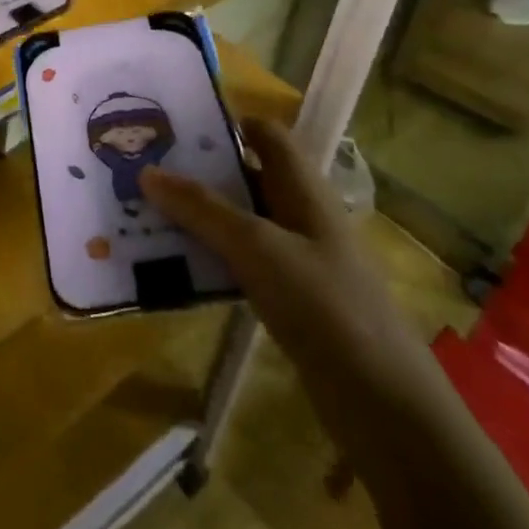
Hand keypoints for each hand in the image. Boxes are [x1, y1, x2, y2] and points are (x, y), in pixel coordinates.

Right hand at [140, 118, 439, 447]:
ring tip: (145, 212)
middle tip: (144, 168)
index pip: (266, 135)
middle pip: (246, 177)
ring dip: (199, 217)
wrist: (383, 404)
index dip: (226, 123)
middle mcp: (301, 215)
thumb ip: (202, 208)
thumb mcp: (256, 247)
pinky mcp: (291, 300)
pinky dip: (210, 258)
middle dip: (199, 172)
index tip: (174, 126)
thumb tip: (147, 171)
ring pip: (240, 222)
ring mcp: (298, 260)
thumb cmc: (324, 305)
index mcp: (304, 189)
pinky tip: (174, 266)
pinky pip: (242, 263)